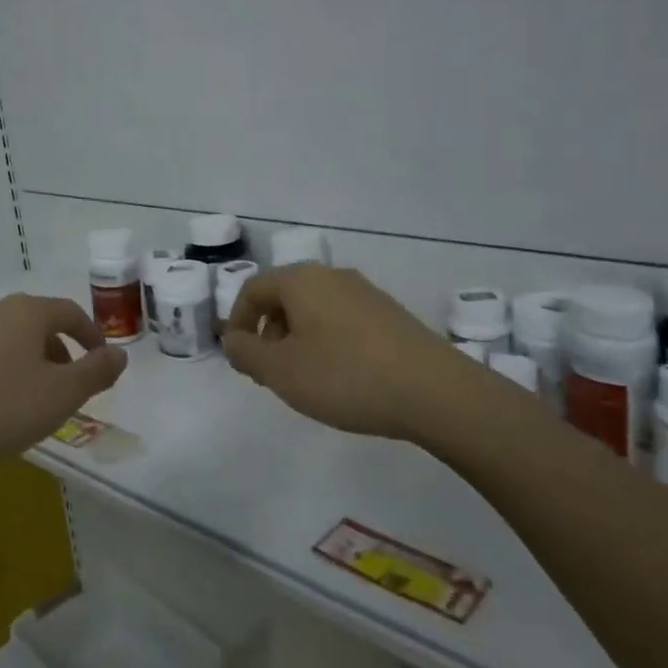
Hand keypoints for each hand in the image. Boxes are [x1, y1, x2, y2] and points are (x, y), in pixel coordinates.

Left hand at [0, 293, 127, 474]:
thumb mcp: (61, 396)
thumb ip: (96, 372)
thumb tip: (119, 353)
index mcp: (26, 313)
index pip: (70, 312)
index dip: (91, 335)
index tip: (100, 360)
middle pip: (35, 324)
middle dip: (57, 351)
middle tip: (65, 386)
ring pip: (3, 340)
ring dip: (22, 362)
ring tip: (26, 399)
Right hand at [223, 265, 468, 440]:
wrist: (435, 392)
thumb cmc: (346, 376)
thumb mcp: (281, 371)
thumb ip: (245, 353)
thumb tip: (232, 338)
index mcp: (301, 280)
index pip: (253, 288)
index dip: (239, 322)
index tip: (241, 359)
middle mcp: (332, 276)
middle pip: (284, 296)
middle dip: (268, 332)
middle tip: (269, 373)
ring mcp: (365, 293)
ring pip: (314, 309)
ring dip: (297, 339)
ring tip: (304, 379)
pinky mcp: (390, 314)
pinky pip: (342, 320)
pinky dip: (327, 342)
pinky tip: (340, 377)